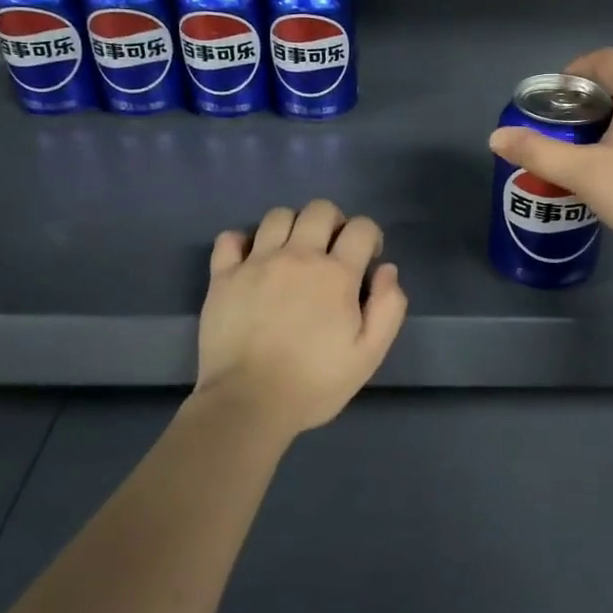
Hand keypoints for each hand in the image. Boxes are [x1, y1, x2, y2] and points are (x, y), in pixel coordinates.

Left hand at [192, 200, 406, 435]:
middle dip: (333, 222)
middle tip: (330, 251)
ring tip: (291, 253)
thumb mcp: (368, 355)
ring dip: (291, 227)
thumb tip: (387, 270)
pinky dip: (242, 242)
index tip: (366, 258)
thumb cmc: (314, 383)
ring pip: (277, 216)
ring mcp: (257, 262)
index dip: (370, 236)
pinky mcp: (223, 276)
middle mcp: (298, 256)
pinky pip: (230, 237)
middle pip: (319, 209)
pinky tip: (250, 261)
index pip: (362, 227)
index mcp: (336, 273)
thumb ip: (388, 308)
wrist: (248, 403)